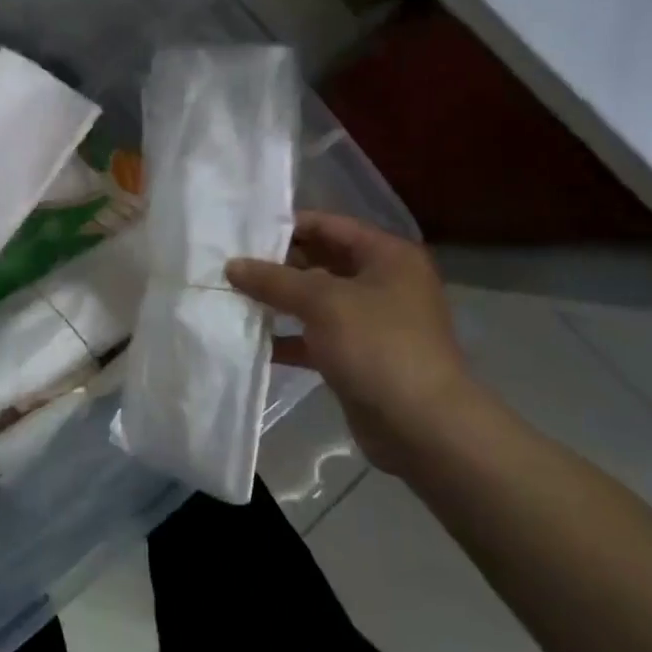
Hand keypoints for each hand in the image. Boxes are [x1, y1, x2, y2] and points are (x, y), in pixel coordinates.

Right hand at [227, 212, 469, 463]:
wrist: (421, 426)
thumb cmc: (378, 346)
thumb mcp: (322, 302)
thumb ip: (274, 280)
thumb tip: (232, 265)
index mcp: (387, 256)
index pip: (330, 225)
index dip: (287, 226)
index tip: (243, 232)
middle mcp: (382, 283)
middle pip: (321, 262)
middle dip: (277, 265)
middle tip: (229, 266)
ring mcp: (371, 322)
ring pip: (315, 302)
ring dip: (278, 302)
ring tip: (231, 298)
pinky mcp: (357, 357)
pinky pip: (315, 337)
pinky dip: (287, 338)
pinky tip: (251, 341)